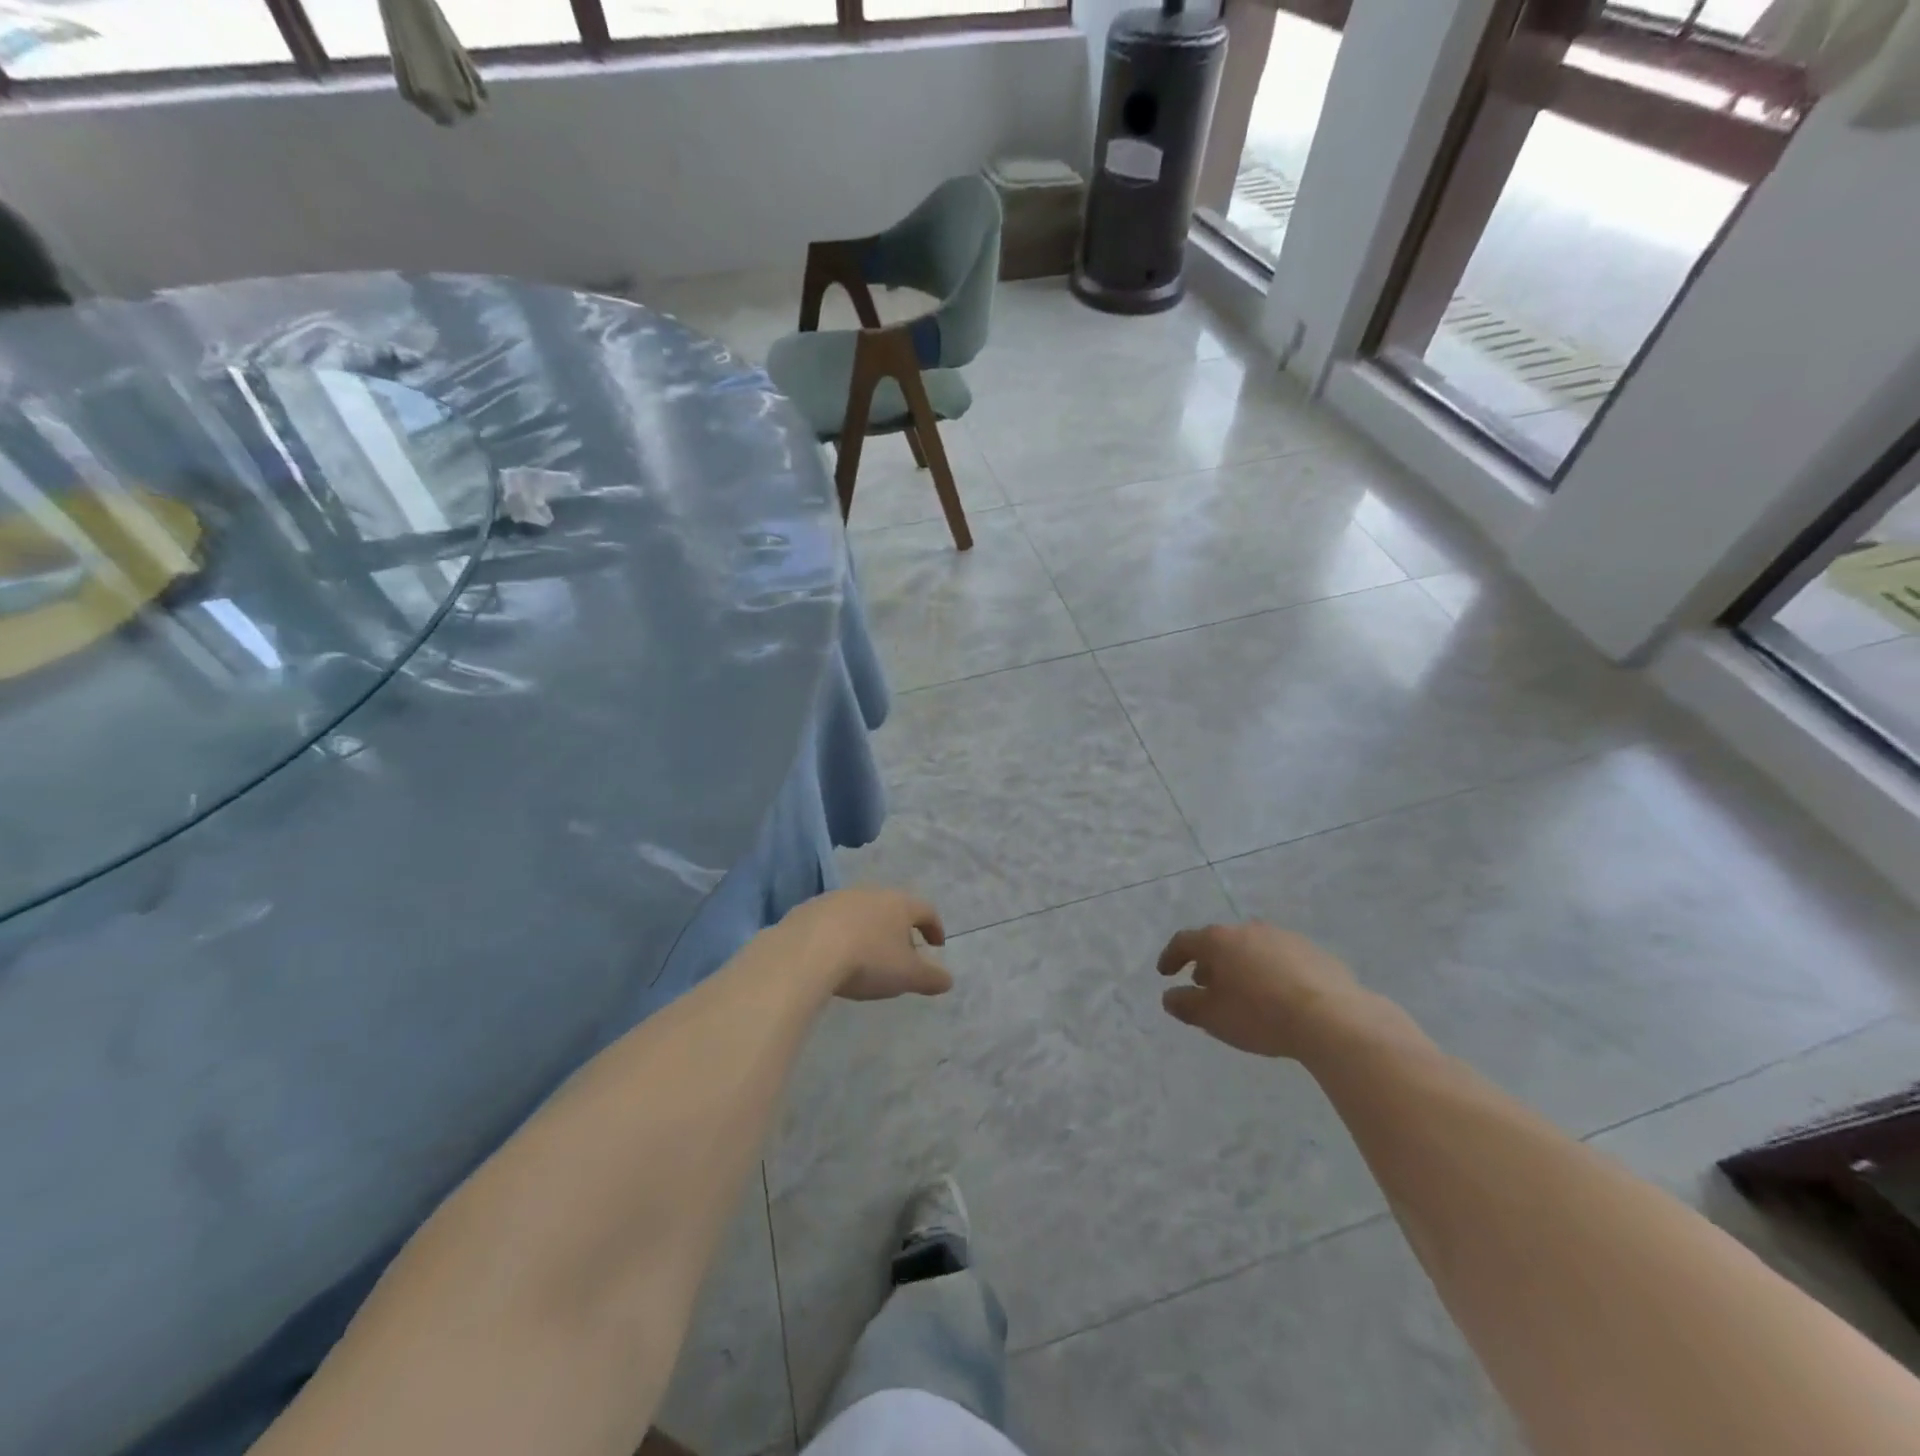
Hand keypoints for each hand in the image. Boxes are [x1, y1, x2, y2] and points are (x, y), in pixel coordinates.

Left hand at [784, 887, 951, 1001]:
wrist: (804, 953)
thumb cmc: (866, 961)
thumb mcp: (906, 976)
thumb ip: (930, 977)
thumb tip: (948, 980)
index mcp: (898, 904)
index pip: (925, 910)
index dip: (934, 927)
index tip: (937, 945)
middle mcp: (869, 893)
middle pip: (891, 907)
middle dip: (898, 929)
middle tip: (900, 953)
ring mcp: (836, 898)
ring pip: (860, 911)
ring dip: (867, 930)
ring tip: (865, 955)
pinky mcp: (807, 909)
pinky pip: (831, 921)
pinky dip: (838, 934)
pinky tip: (833, 955)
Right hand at [1156, 920, 1365, 1058]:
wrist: (1332, 1018)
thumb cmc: (1261, 1015)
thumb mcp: (1213, 1017)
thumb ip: (1185, 1005)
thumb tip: (1170, 997)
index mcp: (1219, 941)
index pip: (1184, 942)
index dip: (1171, 957)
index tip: (1165, 974)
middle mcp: (1248, 930)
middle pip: (1219, 942)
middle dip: (1208, 963)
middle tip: (1204, 985)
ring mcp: (1283, 937)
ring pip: (1250, 948)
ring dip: (1239, 965)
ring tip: (1241, 991)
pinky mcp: (1312, 951)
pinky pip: (1279, 958)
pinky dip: (1269, 971)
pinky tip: (1277, 995)